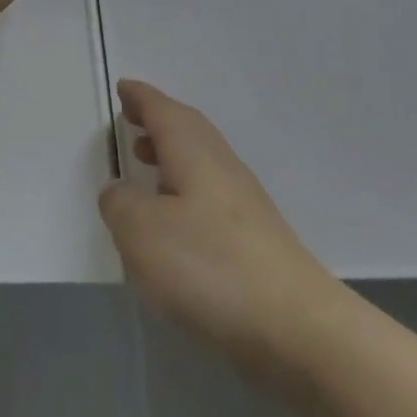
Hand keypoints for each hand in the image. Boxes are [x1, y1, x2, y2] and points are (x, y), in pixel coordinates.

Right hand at [101, 80, 333, 362]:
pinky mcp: (255, 239)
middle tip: (131, 120)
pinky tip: (172, 220)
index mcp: (195, 154)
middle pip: (189, 130)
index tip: (124, 87)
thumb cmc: (210, 267)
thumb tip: (119, 191)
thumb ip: (120, 203)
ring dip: (171, 155)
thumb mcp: (141, 232)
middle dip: (158, 121)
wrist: (297, 328)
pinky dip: (184, 189)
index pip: (164, 112)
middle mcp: (222, 168)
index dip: (141, 98)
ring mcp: (245, 205)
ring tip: (144, 166)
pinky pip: (209, 194)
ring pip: (201, 162)